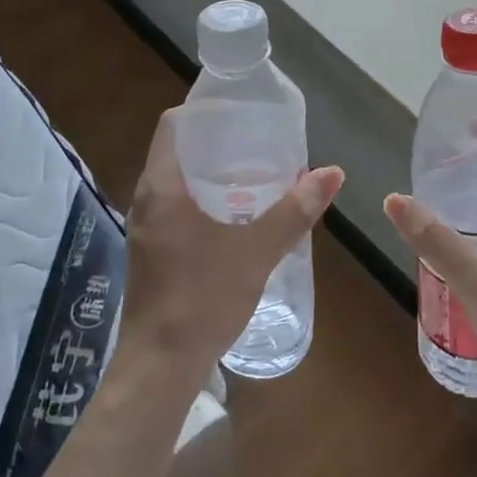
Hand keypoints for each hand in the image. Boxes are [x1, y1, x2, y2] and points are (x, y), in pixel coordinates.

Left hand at [121, 107, 343, 381]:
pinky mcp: (150, 252)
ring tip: (254, 175)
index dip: (205, 111)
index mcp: (162, 186)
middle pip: (177, 152)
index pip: (174, 125)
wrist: (160, 365)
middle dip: (217, 144)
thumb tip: (332, 172)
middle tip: (259, 142)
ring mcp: (144, 228)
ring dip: (211, 175)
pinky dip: (203, 201)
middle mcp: (146, 200)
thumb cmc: (203, 297)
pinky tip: (235, 217)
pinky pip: (175, 209)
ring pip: (177, 183)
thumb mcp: (257, 251)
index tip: (241, 111)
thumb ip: (295, 211)